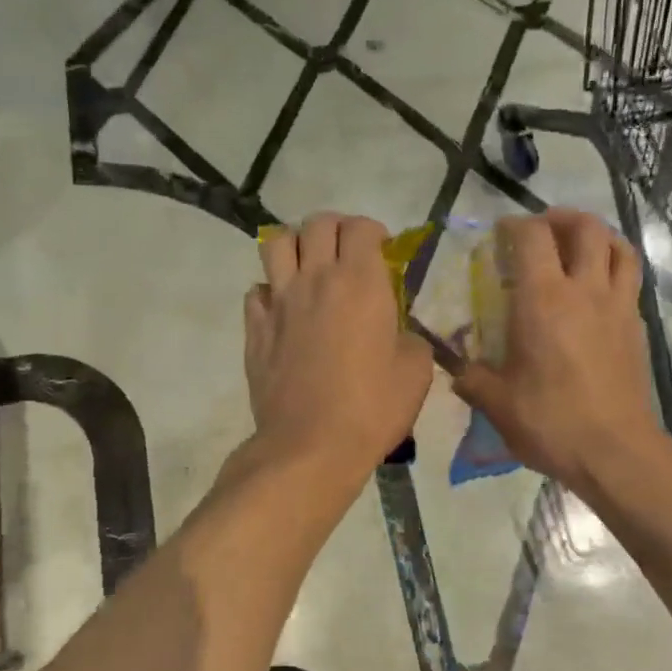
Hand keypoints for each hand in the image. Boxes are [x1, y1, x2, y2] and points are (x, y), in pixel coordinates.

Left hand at [245, 214, 433, 477]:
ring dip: (295, 247)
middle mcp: (316, 279)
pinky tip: (284, 311)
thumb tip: (395, 331)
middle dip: (335, 230)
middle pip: (317, 224)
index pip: (361, 227)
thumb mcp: (416, 372)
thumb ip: (409, 337)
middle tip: (347, 255)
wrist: (311, 446)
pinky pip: (256, 290)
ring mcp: (279, 302)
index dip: (374, 233)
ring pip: (275, 243)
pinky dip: (270, 292)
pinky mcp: (255, 329)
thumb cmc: (372, 408)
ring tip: (308, 269)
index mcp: (360, 282)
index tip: (383, 253)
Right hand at [454, 210, 664, 496]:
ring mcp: (618, 306)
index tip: (500, 233)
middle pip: (585, 228)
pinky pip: (629, 279)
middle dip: (561, 218)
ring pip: (618, 247)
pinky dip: (613, 267)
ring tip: (577, 244)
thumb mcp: (496, 403)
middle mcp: (585, 291)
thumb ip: (471, 378)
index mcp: (543, 301)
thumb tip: (457, 369)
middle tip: (541, 228)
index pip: (532, 238)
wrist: (614, 452)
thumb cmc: (550, 422)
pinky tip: (597, 289)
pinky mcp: (637, 327)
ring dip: (597, 235)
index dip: (514, 225)